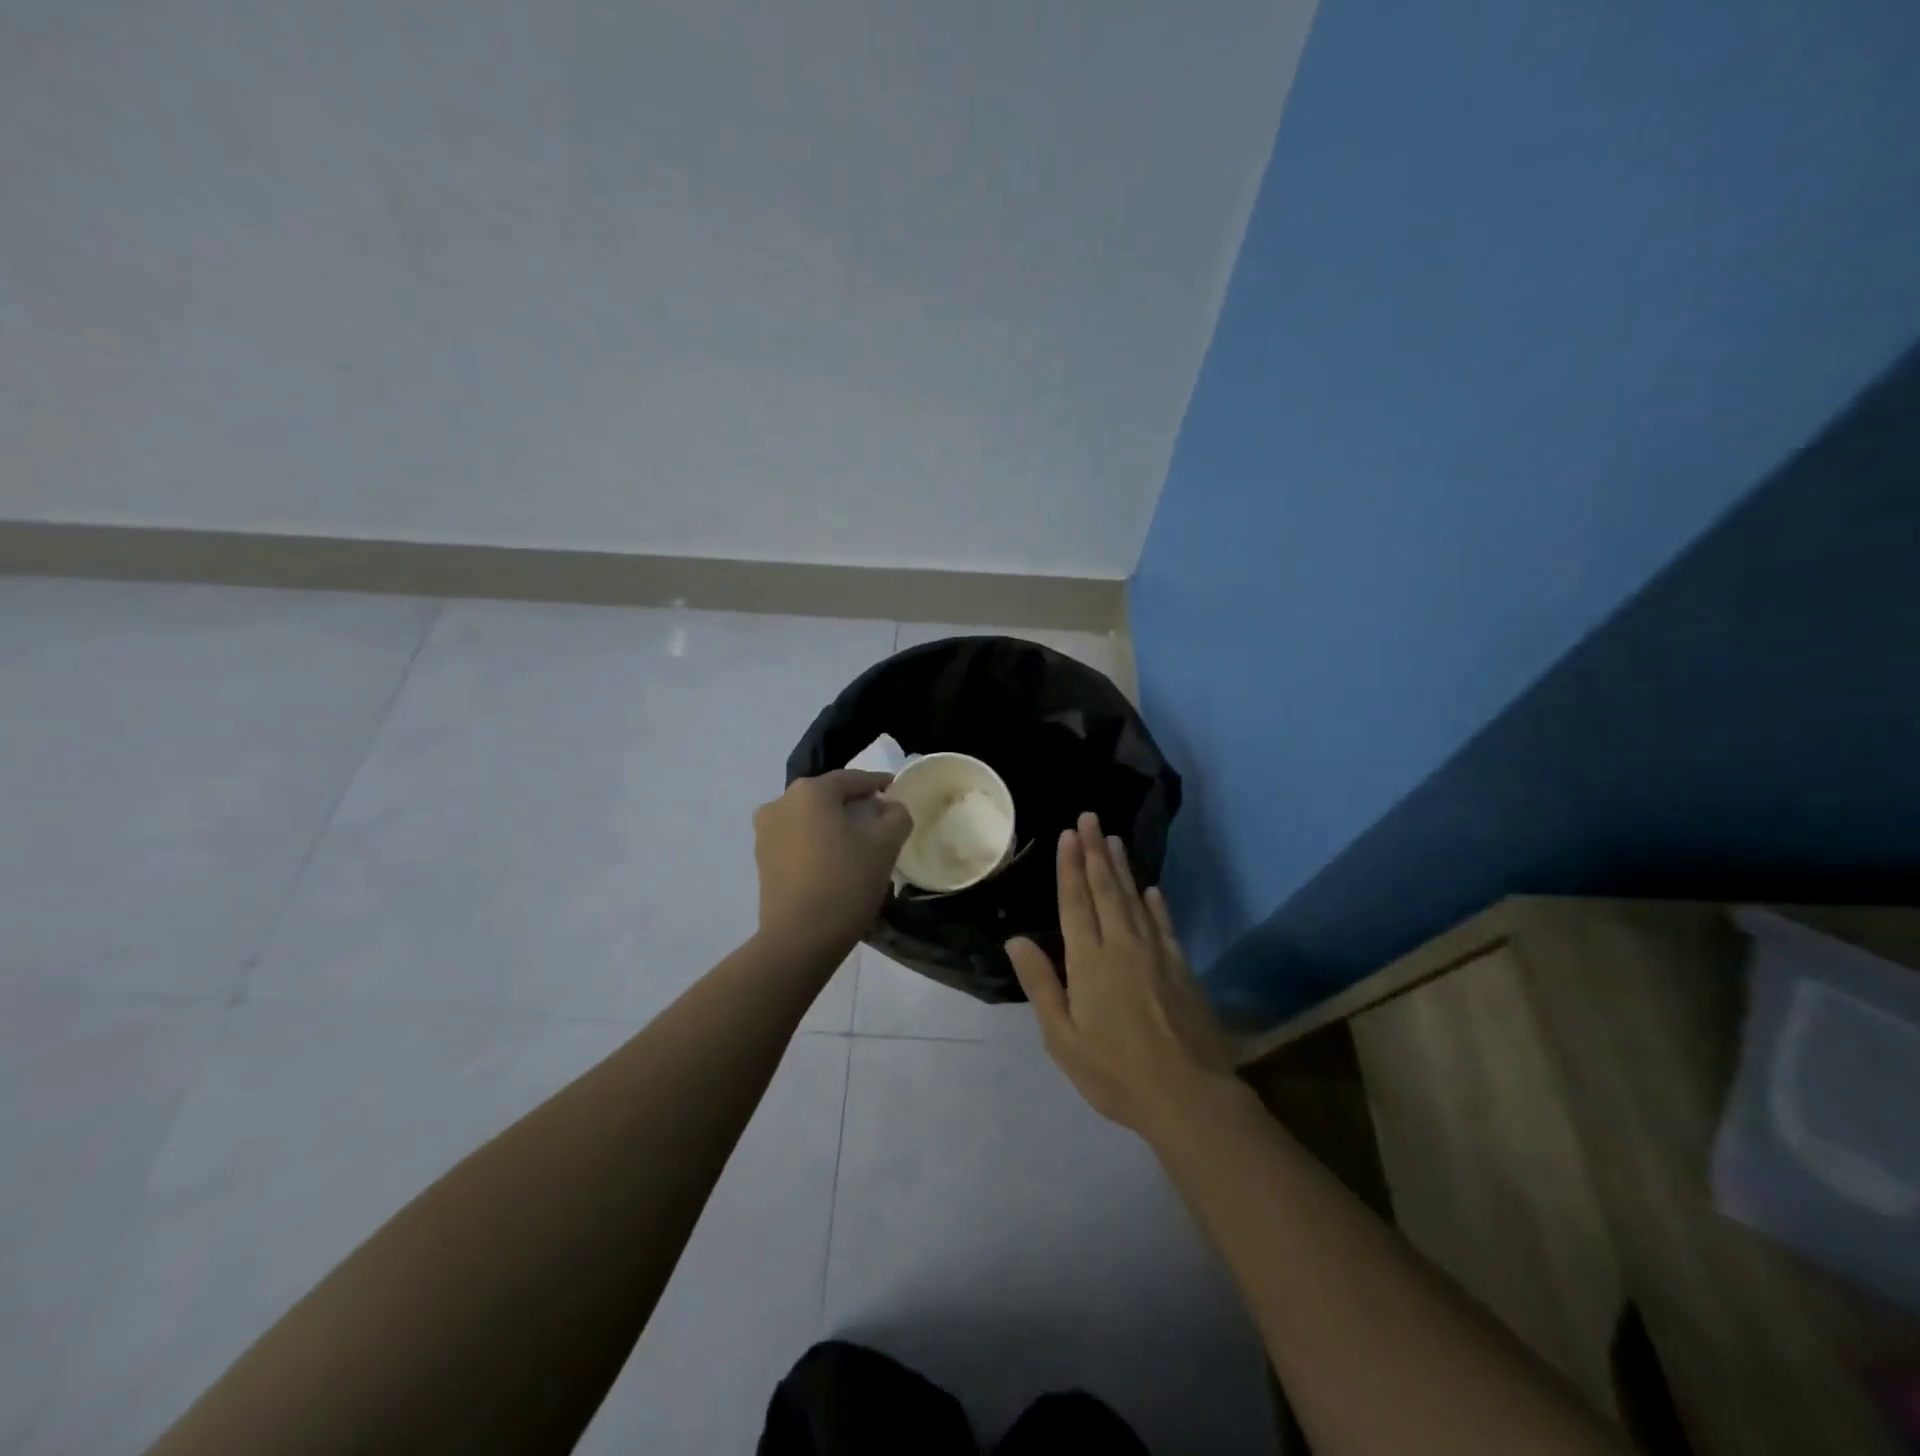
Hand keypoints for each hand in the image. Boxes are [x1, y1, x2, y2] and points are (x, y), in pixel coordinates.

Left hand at [753, 770, 912, 956]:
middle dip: (855, 804)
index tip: (896, 789)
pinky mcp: (762, 859)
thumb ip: (896, 815)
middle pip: (828, 796)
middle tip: (881, 818)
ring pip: (811, 818)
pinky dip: (818, 841)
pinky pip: (797, 839)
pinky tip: (836, 860)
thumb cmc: (845, 882)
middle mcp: (781, 802)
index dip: (878, 783)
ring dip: (834, 824)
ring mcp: (766, 831)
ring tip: (860, 842)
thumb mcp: (885, 845)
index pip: (852, 778)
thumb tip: (890, 807)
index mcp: (810, 791)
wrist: (799, 939)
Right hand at [1006, 813, 1238, 1137]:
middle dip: (1094, 852)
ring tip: (1113, 840)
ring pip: (1134, 899)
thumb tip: (1017, 940)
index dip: (1070, 867)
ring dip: (1122, 867)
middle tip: (1090, 818)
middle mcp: (1122, 946)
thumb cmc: (1115, 1072)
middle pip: (1106, 889)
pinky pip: (1164, 924)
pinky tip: (1151, 889)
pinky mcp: (1181, 968)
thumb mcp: (1063, 1038)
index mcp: (1089, 962)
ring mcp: (1156, 954)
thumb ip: (1041, 985)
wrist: (1188, 1096)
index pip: (1076, 903)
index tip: (1068, 834)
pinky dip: (1156, 903)